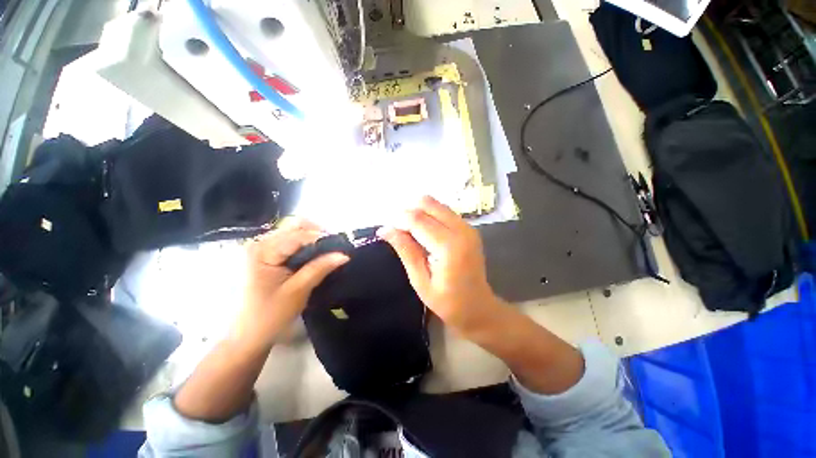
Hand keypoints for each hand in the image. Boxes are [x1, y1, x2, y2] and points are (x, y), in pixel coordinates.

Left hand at [233, 219, 348, 348]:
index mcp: (262, 251)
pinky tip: (317, 255)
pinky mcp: (267, 255)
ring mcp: (262, 248)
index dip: (323, 238)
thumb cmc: (268, 316)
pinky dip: (307, 245)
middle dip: (319, 234)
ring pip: (295, 232)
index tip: (342, 246)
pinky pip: (291, 242)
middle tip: (336, 247)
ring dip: (315, 239)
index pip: (298, 235)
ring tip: (330, 251)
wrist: (247, 336)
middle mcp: (260, 243)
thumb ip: (320, 268)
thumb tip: (344, 255)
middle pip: (295, 227)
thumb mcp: (298, 291)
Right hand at [378, 196, 504, 335]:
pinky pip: (444, 211)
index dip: (399, 220)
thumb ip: (405, 251)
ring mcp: (467, 226)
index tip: (386, 230)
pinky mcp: (469, 227)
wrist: (478, 307)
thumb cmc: (447, 301)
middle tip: (399, 231)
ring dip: (419, 213)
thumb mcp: (420, 280)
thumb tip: (385, 229)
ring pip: (437, 204)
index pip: (418, 219)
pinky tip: (424, 233)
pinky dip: (430, 216)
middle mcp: (461, 230)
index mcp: (449, 246)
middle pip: (428, 204)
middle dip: (409, 213)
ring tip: (411, 233)